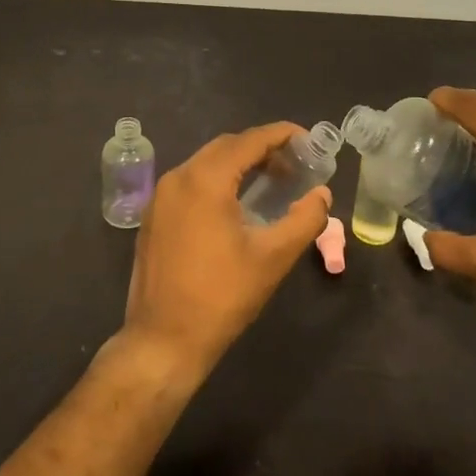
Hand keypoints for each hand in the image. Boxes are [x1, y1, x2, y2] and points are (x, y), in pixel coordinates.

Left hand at [121, 123, 331, 381]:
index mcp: (205, 180)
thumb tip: (322, 194)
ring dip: (238, 165)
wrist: (162, 341)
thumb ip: (305, 219)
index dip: (281, 134)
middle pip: (226, 147)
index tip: (307, 139)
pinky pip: (190, 183)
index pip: (249, 141)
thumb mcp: (273, 258)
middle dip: (261, 149)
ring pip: (205, 164)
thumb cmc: (222, 297)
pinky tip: (235, 204)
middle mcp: (178, 178)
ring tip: (270, 182)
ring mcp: (160, 197)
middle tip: (294, 165)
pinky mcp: (153, 217)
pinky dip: (216, 181)